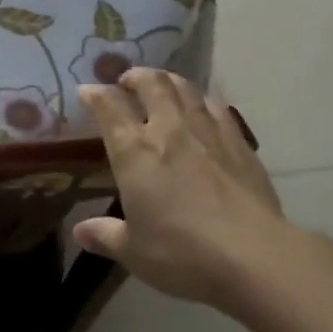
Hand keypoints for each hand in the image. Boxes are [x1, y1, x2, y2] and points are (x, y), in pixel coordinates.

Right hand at [72, 69, 288, 308]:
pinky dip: (202, 100)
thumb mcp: (133, 251)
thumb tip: (79, 232)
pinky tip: (203, 108)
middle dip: (135, 76)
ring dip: (169, 81)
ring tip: (163, 85)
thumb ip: (105, 235)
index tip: (87, 92)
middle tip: (127, 81)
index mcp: (134, 151)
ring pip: (185, 88)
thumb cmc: (182, 253)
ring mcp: (207, 131)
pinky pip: (216, 107)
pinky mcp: (239, 142)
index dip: (95, 94)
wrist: (253, 255)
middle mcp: (169, 129)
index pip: (108, 107)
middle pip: (151, 83)